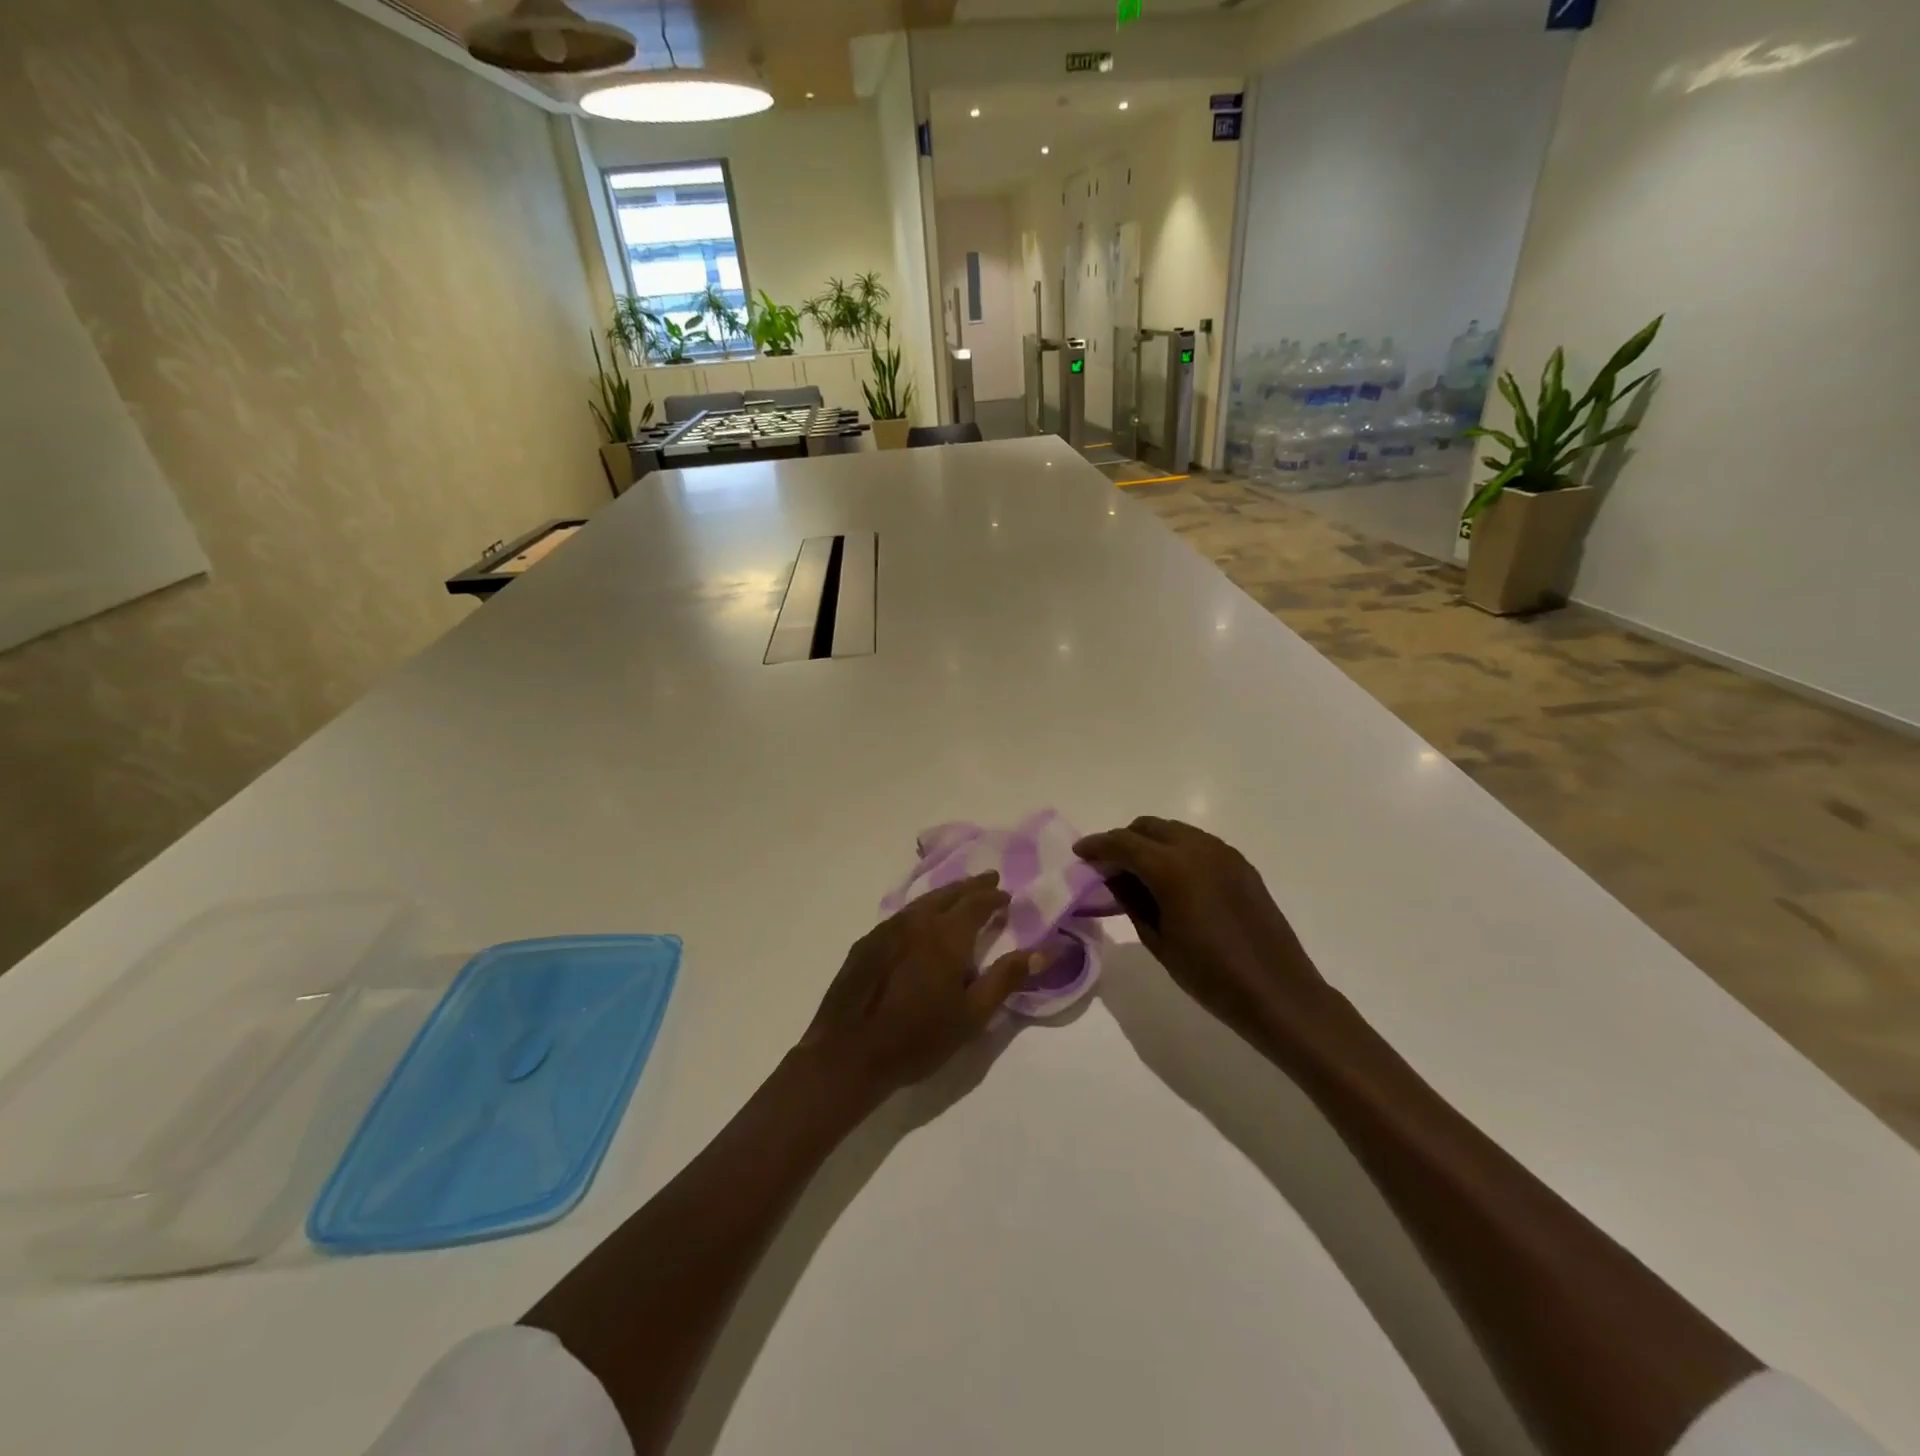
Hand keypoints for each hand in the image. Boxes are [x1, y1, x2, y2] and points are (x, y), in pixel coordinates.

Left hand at [801, 873, 1037, 1099]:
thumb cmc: (918, 1038)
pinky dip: (920, 911)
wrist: (848, 1054)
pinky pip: (901, 917)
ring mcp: (886, 929)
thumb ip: (1006, 978)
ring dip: (945, 895)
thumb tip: (1044, 951)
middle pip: (948, 893)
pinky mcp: (866, 943)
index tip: (1007, 896)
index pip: (977, 903)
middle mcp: (916, 921)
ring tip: (958, 896)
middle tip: (988, 880)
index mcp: (946, 934)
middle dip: (971, 886)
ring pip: (922, 901)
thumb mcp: (972, 1015)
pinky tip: (920, 924)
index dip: (994, 897)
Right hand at [1074, 818, 1328, 1043]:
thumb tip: (1113, 877)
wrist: (1278, 993)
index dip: (1097, 845)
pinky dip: (1175, 851)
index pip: (1123, 843)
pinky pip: (1198, 844)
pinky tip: (1171, 880)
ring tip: (1137, 873)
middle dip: (1123, 840)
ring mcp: (1224, 853)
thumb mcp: (1158, 940)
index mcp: (1172, 867)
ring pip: (1175, 831)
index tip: (1079, 853)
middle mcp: (1198, 848)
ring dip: (1150, 843)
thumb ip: (1131, 900)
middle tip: (1106, 865)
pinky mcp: (1241, 865)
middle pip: (1149, 827)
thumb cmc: (1210, 975)